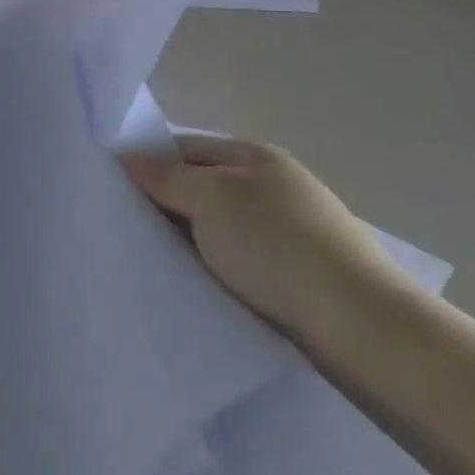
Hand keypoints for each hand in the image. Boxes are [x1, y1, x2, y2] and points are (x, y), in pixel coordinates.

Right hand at [131, 137, 406, 336]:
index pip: (186, 148)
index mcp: (255, 155)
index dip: (150, 164)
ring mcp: (290, 231)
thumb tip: (129, 157)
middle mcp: (273, 186)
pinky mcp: (299, 275)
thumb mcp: (210, 199)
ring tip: (157, 264)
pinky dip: (218, 270)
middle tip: (129, 232)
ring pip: (220, 229)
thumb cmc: (276, 246)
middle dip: (168, 207)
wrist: (359, 325)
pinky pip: (241, 262)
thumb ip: (166, 177)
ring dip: (192, 243)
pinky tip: (200, 288)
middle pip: (202, 188)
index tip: (115, 192)